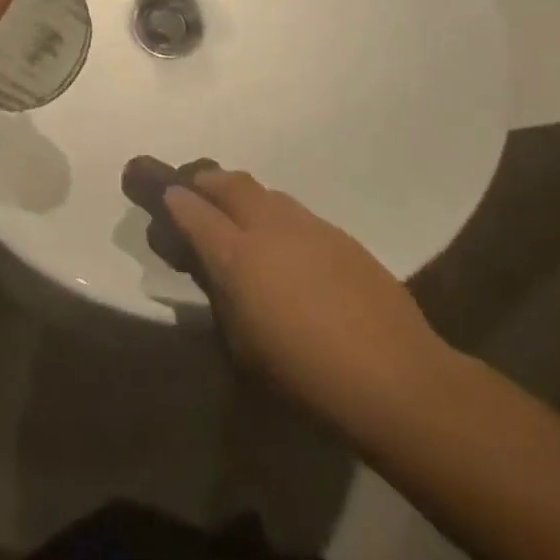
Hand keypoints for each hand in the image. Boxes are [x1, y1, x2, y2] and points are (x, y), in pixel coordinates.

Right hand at [165, 170, 455, 441]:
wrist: (395, 377)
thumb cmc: (306, 376)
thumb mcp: (244, 347)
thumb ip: (222, 298)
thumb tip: (212, 271)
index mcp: (236, 255)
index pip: (192, 210)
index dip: (172, 200)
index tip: (164, 197)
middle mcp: (268, 226)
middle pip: (227, 182)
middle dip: (205, 183)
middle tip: (197, 197)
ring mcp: (307, 225)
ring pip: (264, 193)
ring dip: (243, 198)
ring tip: (242, 223)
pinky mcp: (339, 234)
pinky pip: (296, 213)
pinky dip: (279, 219)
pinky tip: (290, 251)